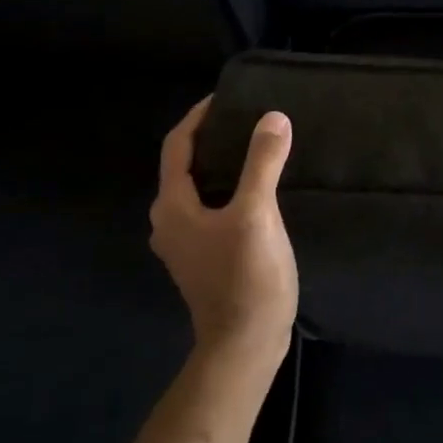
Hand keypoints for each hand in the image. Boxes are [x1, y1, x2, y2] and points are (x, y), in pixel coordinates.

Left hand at [149, 98, 298, 366]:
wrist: (245, 345)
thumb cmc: (245, 277)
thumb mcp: (257, 214)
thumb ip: (262, 163)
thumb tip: (273, 117)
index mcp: (173, 207)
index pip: (177, 147)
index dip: (198, 118)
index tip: (225, 97)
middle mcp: (170, 222)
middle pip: (184, 167)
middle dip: (210, 140)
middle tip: (244, 120)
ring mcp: (186, 244)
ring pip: (198, 189)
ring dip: (220, 165)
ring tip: (254, 148)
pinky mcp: (205, 258)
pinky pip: (211, 209)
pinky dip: (228, 189)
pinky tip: (256, 189)